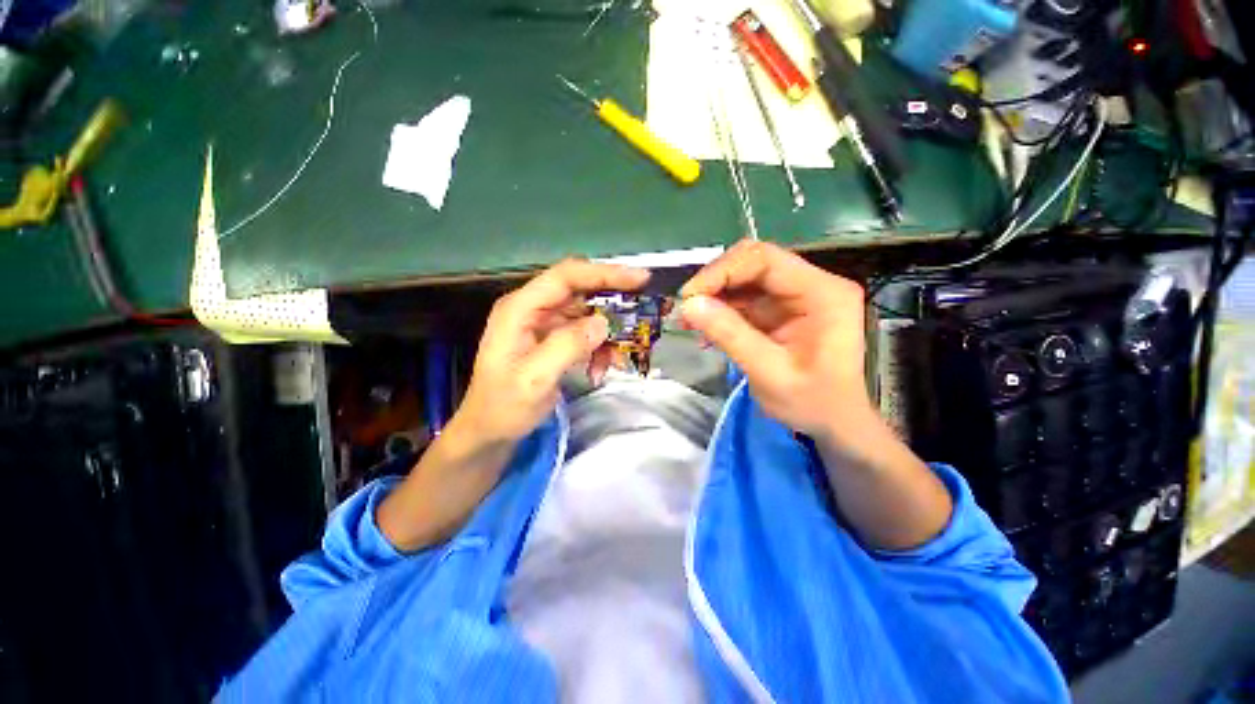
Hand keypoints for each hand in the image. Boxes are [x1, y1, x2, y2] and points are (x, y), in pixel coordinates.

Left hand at [451, 259, 649, 447]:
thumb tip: (603, 323)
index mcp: (520, 309)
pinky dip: (599, 346)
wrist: (490, 431)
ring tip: (619, 354)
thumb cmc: (504, 407)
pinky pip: (584, 333)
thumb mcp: (535, 379)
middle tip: (643, 309)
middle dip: (613, 299)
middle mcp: (532, 309)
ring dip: (607, 331)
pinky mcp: (552, 339)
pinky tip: (602, 367)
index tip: (640, 278)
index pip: (567, 277)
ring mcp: (543, 324)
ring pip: (586, 313)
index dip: (605, 273)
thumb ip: (568, 346)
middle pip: (580, 289)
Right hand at [679, 240, 872, 442]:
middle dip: (715, 282)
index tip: (689, 296)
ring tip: (689, 321)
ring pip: (745, 278)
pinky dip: (721, 310)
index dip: (722, 272)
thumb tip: (688, 305)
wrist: (834, 422)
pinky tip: (706, 330)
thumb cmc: (812, 403)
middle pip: (754, 263)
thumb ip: (730, 335)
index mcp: (822, 293)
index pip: (765, 260)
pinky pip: (745, 298)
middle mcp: (812, 284)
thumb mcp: (769, 373)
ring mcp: (797, 295)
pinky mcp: (782, 308)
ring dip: (714, 296)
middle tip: (687, 308)